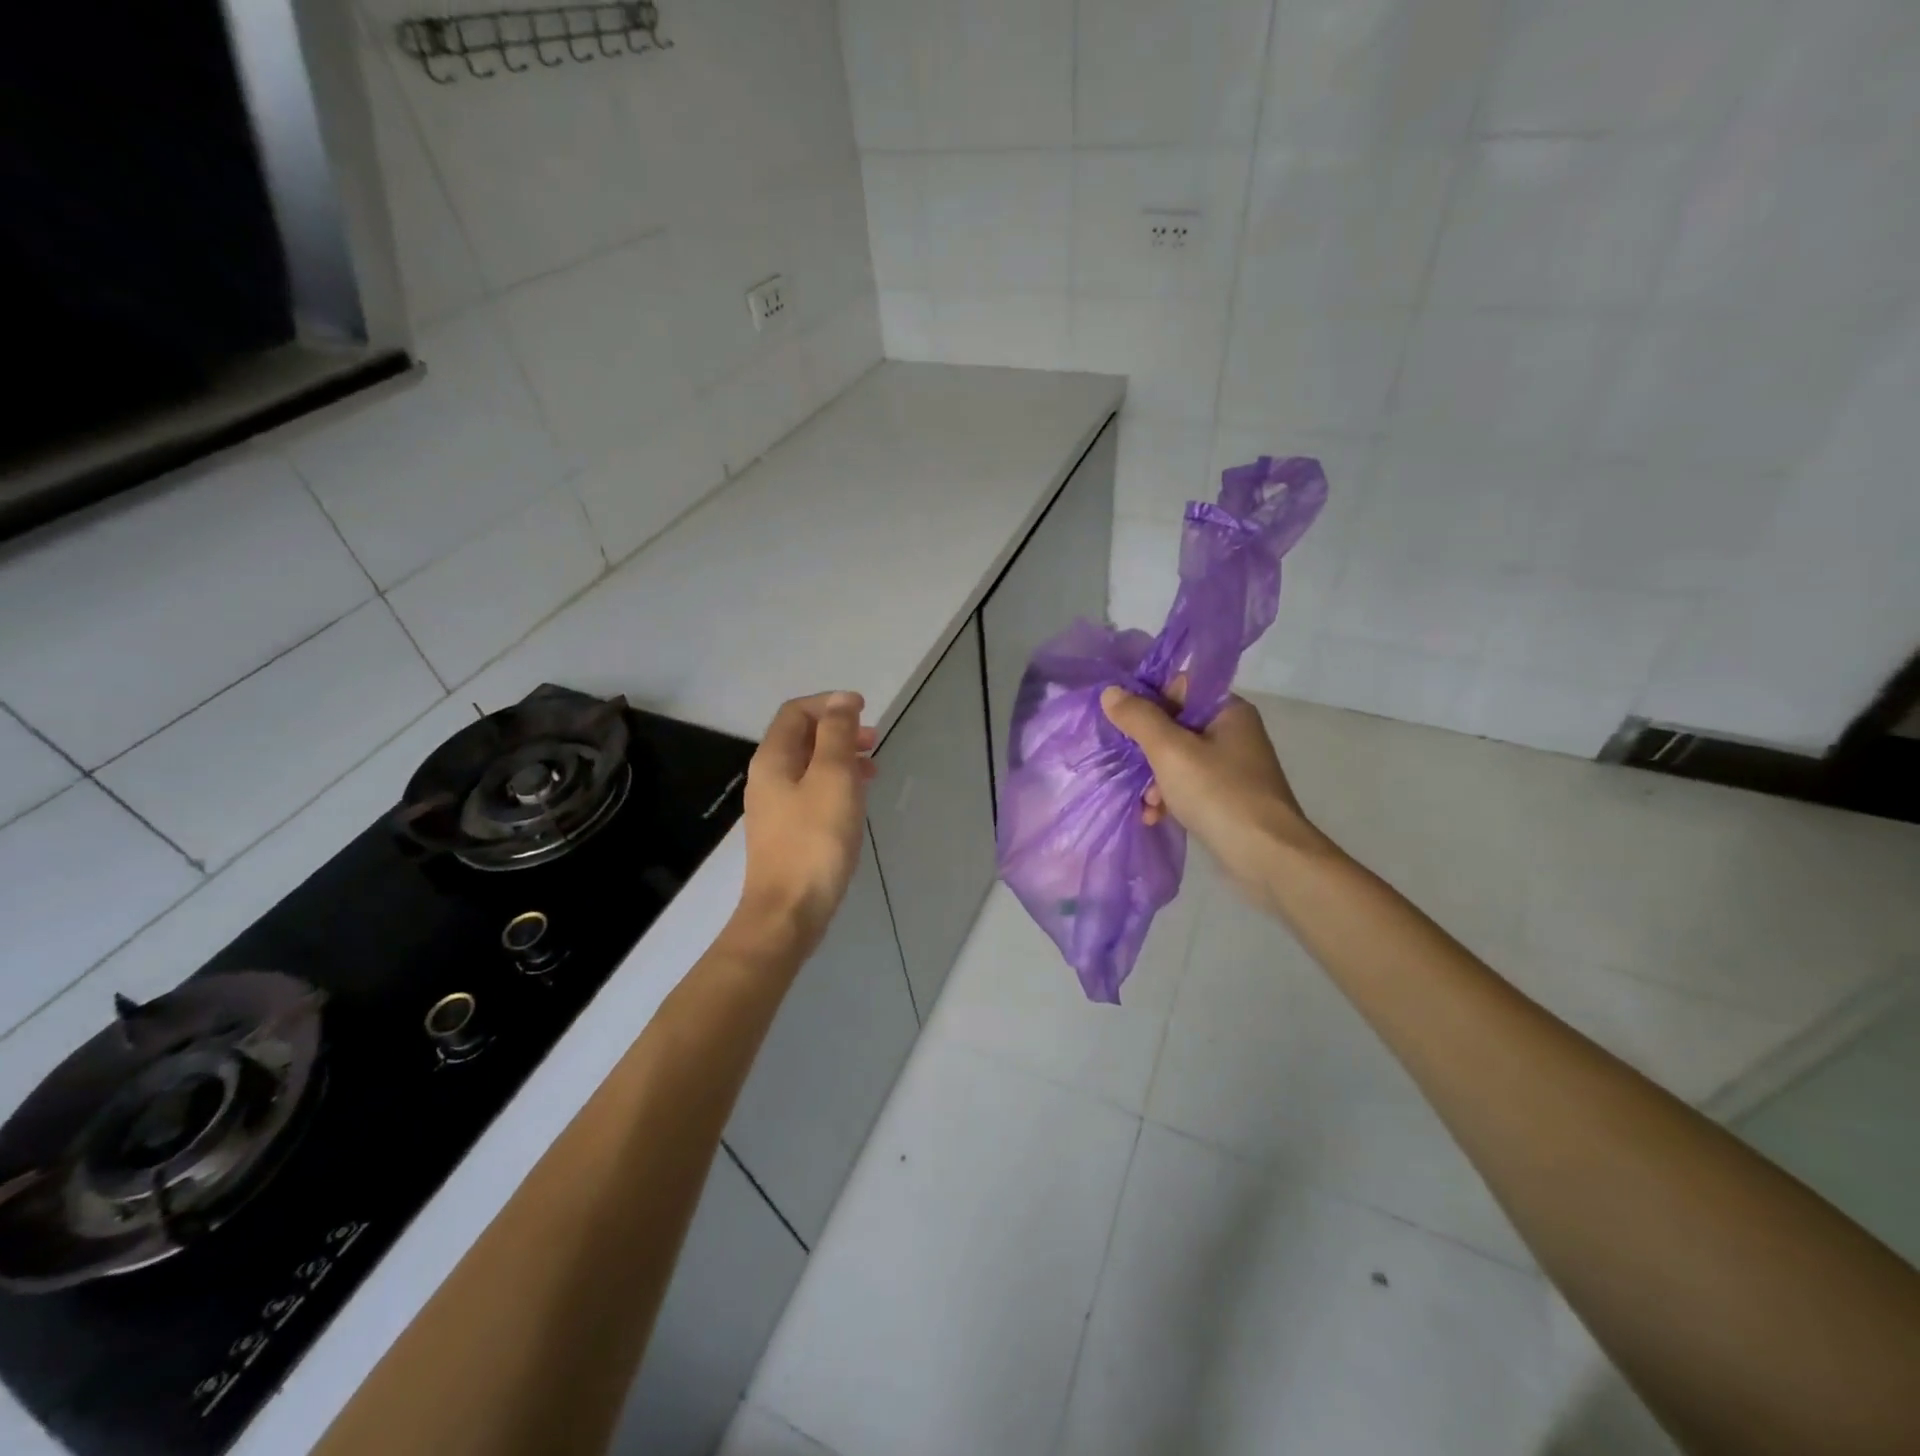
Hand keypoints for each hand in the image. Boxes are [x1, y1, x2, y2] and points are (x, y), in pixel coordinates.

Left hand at [732, 691, 877, 958]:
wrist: (789, 912)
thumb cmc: (815, 840)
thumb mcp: (833, 778)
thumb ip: (837, 735)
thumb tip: (841, 700)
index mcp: (773, 759)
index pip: (796, 712)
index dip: (830, 703)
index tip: (865, 710)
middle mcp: (768, 778)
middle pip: (802, 738)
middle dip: (839, 731)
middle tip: (873, 740)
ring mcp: (776, 807)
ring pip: (810, 767)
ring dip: (841, 758)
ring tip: (873, 769)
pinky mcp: (788, 832)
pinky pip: (812, 793)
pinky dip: (837, 785)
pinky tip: (857, 800)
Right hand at [1100, 680, 1326, 905]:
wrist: (1267, 856)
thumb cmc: (1218, 793)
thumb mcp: (1170, 751)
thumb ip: (1139, 718)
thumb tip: (1110, 691)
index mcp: (1228, 710)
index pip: (1180, 687)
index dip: (1149, 701)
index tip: (1125, 723)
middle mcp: (1233, 733)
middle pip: (1175, 725)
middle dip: (1147, 749)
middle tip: (1130, 767)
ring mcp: (1232, 767)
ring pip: (1178, 759)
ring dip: (1154, 778)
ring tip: (1146, 802)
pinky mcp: (1227, 797)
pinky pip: (1189, 786)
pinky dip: (1170, 797)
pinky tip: (1154, 816)